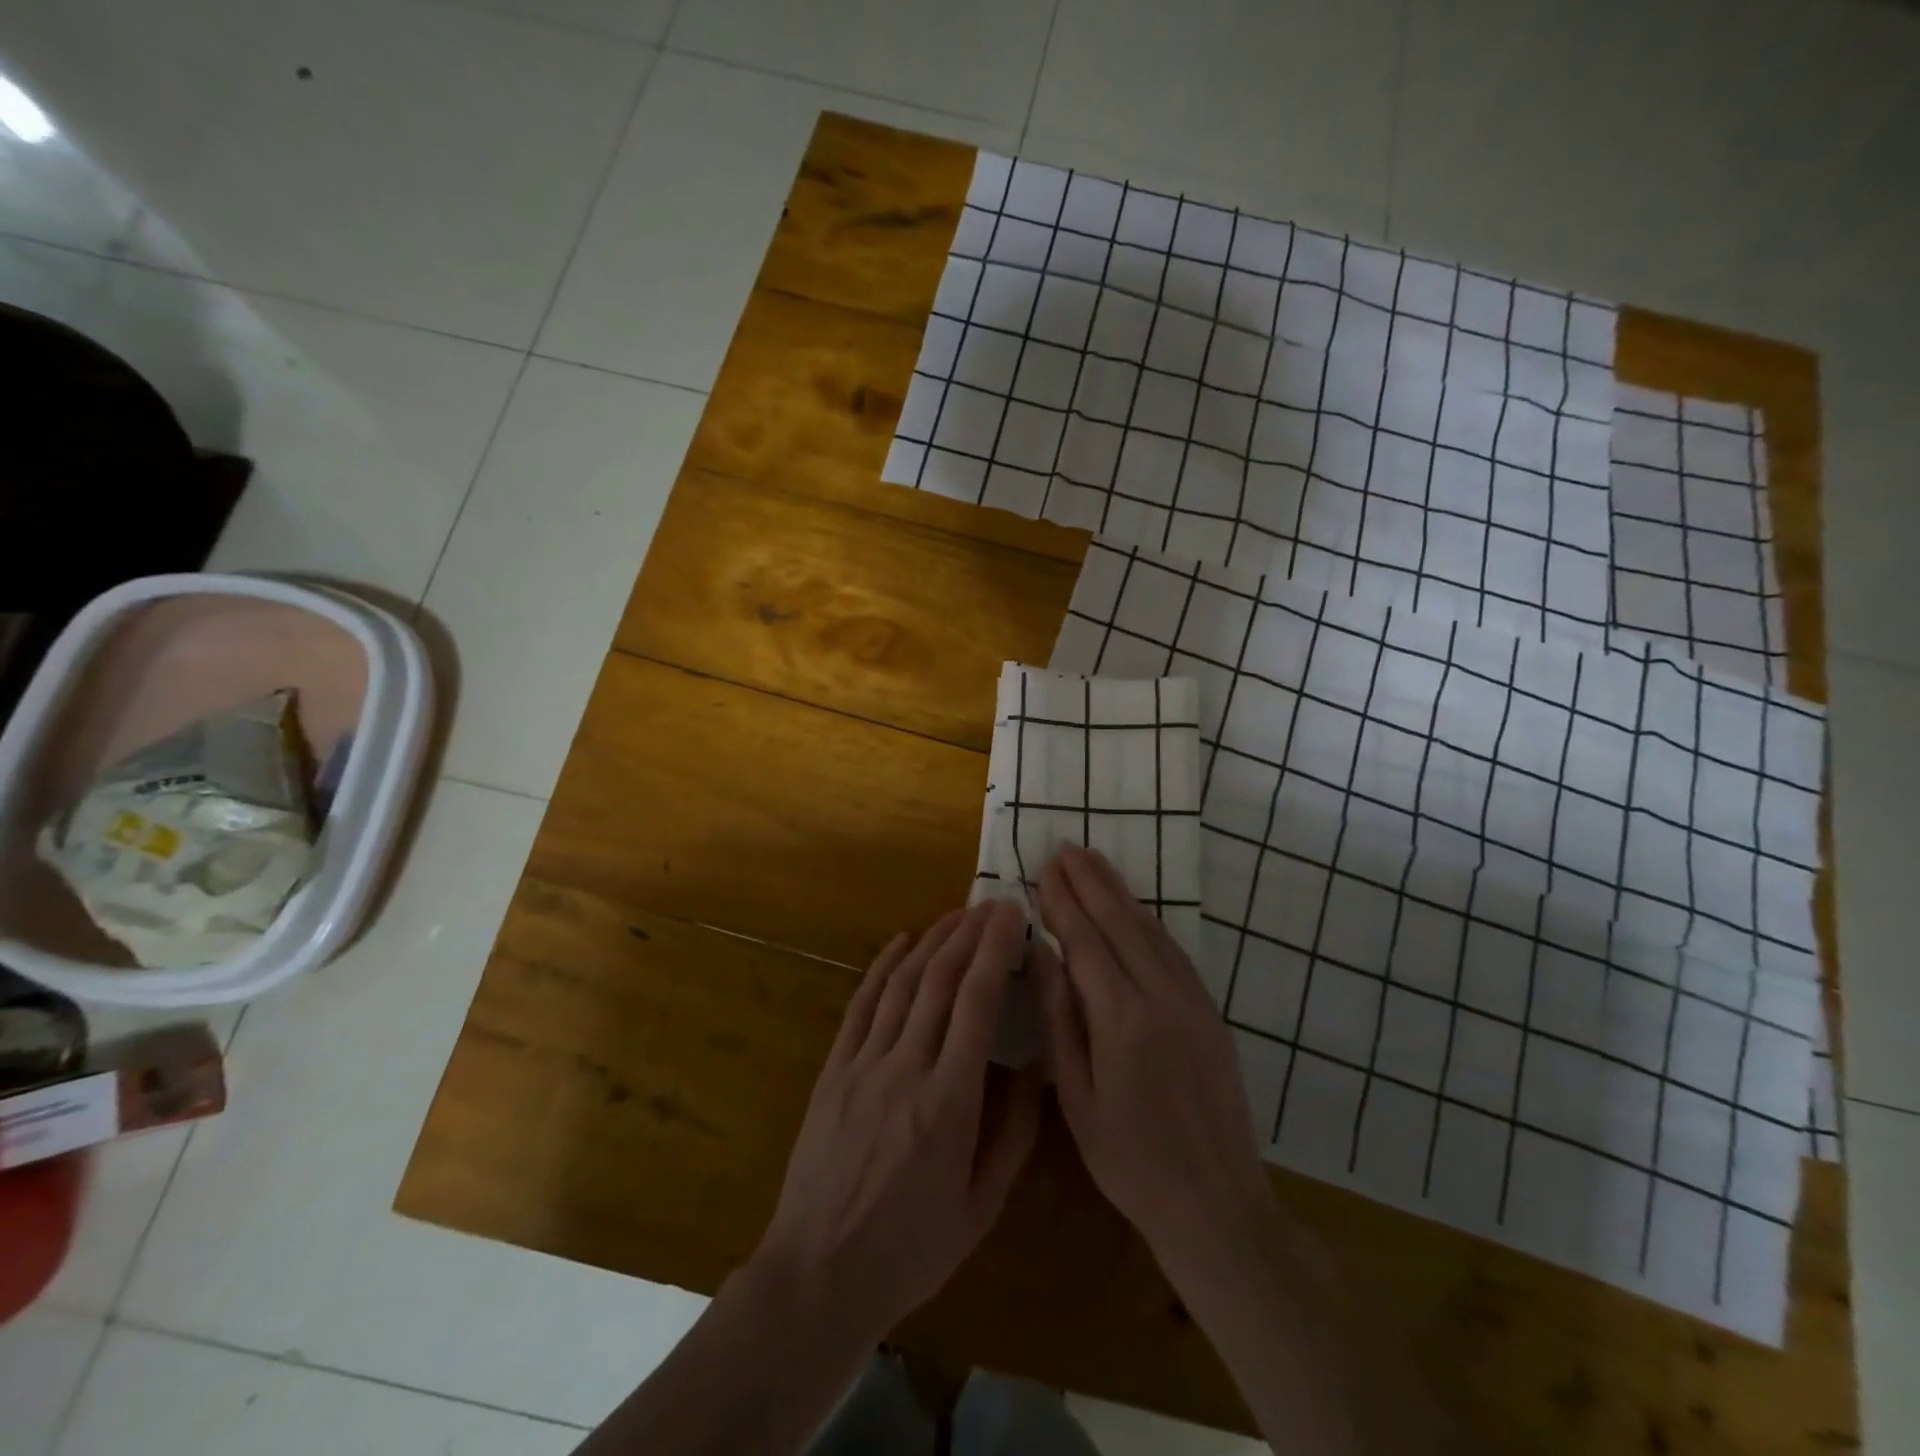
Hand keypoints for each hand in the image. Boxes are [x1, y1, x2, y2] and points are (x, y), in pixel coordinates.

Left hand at [750, 902, 1043, 1346]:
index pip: (977, 1002)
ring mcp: (863, 1064)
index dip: (995, 950)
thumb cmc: (911, 1249)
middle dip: (969, 933)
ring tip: (956, 915)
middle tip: (991, 905)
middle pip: (940, 980)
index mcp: (949, 1100)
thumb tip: (1036, 1064)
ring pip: (902, 983)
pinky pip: (861, 1005)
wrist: (818, 1275)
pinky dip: (883, 967)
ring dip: (931, 941)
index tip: (1012, 916)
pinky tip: (901, 942)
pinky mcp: (834, 1070)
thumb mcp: (981, 1206)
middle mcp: (906, 1067)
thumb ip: (1015, 1132)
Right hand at [1034, 845, 1278, 1294]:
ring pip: (1151, 930)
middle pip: (1121, 922)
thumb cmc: (1130, 1160)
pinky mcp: (1211, 1012)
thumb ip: (1060, 1020)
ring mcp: (1193, 1001)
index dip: (1062, 902)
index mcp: (1122, 1020)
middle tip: (1066, 847)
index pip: (1085, 941)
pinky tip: (1134, 909)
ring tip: (1094, 863)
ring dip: (1120, 892)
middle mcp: (1161, 997)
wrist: (1216, 1203)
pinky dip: (1148, 921)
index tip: (1043, 868)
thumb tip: (1044, 956)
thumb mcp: (1077, 1099)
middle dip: (1090, 881)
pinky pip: (1174, 951)